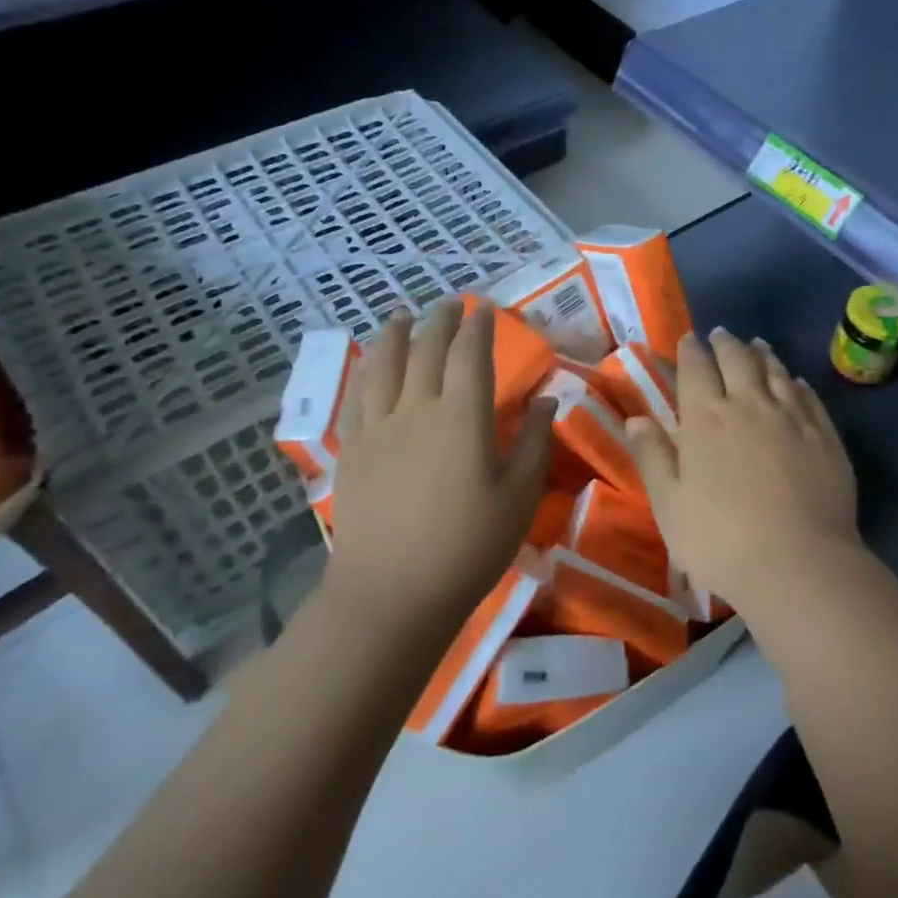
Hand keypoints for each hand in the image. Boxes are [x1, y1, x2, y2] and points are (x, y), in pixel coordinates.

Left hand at [326, 300, 555, 636]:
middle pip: (425, 349)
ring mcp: (377, 427)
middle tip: (449, 304)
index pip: (470, 353)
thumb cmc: (468, 548)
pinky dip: (365, 369)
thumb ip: (533, 442)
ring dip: (394, 333)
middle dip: (439, 320)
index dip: (478, 326)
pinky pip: (356, 395)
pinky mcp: (351, 449)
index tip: (485, 308)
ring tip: (400, 315)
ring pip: (382, 363)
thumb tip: (546, 397)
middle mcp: (416, 408)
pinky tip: (368, 364)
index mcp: (462, 417)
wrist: (392, 593)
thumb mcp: (519, 497)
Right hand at [626, 327, 861, 608]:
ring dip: (762, 354)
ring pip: (775, 373)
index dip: (691, 350)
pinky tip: (794, 381)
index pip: (696, 369)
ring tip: (757, 344)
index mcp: (706, 418)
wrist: (799, 564)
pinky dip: (796, 383)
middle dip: (726, 344)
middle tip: (721, 335)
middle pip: (737, 361)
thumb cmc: (720, 540)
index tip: (689, 338)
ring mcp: (792, 418)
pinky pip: (808, 397)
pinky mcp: (824, 436)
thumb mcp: (669, 505)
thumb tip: (636, 418)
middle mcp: (749, 405)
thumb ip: (652, 456)